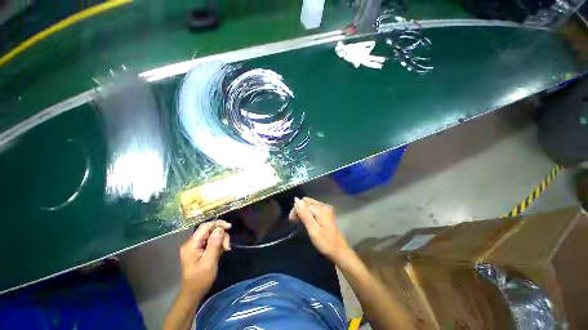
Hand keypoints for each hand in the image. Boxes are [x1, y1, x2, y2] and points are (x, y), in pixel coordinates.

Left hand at [178, 220, 230, 297]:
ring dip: (221, 240)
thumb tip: (220, 229)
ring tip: (225, 250)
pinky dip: (219, 244)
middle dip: (221, 235)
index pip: (205, 226)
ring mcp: (196, 246)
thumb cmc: (200, 279)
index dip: (218, 224)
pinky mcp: (200, 249)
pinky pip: (212, 241)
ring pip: (213, 235)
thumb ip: (214, 244)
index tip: (230, 227)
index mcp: (191, 245)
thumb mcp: (209, 262)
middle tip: (227, 246)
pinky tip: (221, 251)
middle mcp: (192, 243)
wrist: (194, 293)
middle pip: (210, 230)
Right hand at [289, 197, 350, 261]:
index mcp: (321, 208)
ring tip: (298, 221)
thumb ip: (304, 214)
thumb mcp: (313, 230)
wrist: (339, 251)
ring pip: (310, 204)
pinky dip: (308, 212)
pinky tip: (306, 220)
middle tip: (294, 221)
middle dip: (299, 209)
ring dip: (303, 210)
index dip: (296, 210)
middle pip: (307, 201)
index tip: (291, 220)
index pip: (304, 203)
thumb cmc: (326, 243)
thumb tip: (296, 200)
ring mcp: (326, 209)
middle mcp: (324, 205)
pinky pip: (314, 208)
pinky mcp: (327, 213)